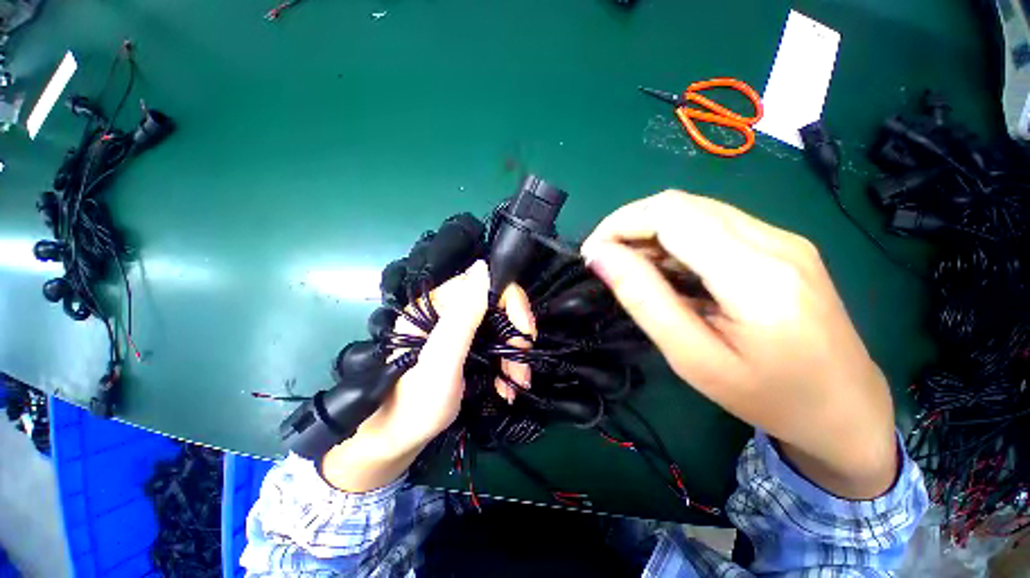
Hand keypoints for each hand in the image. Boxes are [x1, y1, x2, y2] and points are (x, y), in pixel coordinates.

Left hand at [322, 260, 534, 491]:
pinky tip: (507, 386)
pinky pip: (497, 344)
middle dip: (516, 338)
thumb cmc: (416, 403)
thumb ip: (463, 314)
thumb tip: (483, 265)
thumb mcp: (442, 359)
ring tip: (517, 384)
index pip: (486, 285)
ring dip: (515, 355)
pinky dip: (507, 363)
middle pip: (499, 307)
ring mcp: (459, 328)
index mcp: (437, 305)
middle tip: (522, 370)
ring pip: (502, 327)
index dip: (512, 304)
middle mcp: (448, 310)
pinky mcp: (467, 345)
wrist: (400, 440)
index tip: (525, 335)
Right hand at [581, 191, 896, 498]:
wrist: (845, 408)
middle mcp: (775, 241)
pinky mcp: (781, 244)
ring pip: (695, 210)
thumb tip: (600, 257)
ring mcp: (782, 238)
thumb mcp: (693, 357)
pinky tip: (666, 268)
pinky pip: (712, 224)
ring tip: (631, 267)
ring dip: (650, 231)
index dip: (620, 224)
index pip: (671, 215)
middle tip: (604, 259)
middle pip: (681, 204)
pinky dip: (674, 238)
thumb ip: (645, 300)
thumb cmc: (767, 396)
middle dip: (629, 224)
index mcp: (756, 276)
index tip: (591, 253)